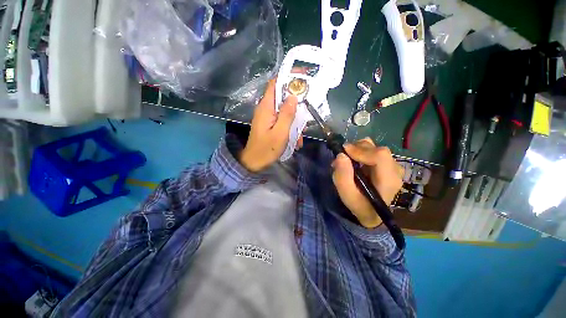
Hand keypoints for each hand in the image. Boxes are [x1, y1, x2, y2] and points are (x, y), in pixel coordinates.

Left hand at [239, 79, 297, 171]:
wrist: (254, 162)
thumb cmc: (266, 149)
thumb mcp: (280, 133)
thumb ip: (287, 114)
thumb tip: (293, 96)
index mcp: (266, 107)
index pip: (275, 84)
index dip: (288, 78)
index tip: (304, 79)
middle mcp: (266, 108)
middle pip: (283, 97)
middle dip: (296, 105)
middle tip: (306, 116)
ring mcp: (267, 117)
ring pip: (285, 111)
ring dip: (295, 121)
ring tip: (300, 136)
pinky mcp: (269, 124)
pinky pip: (282, 121)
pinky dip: (290, 128)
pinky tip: (295, 141)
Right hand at [332, 138, 403, 227]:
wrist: (371, 211)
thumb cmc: (359, 204)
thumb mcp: (347, 195)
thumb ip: (343, 176)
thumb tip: (341, 155)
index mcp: (388, 180)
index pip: (380, 156)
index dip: (360, 150)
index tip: (343, 152)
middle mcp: (395, 169)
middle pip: (377, 149)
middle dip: (356, 149)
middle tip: (342, 157)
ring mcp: (393, 165)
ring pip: (374, 146)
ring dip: (358, 149)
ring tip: (347, 159)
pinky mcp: (387, 162)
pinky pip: (373, 149)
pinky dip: (361, 151)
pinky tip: (354, 160)